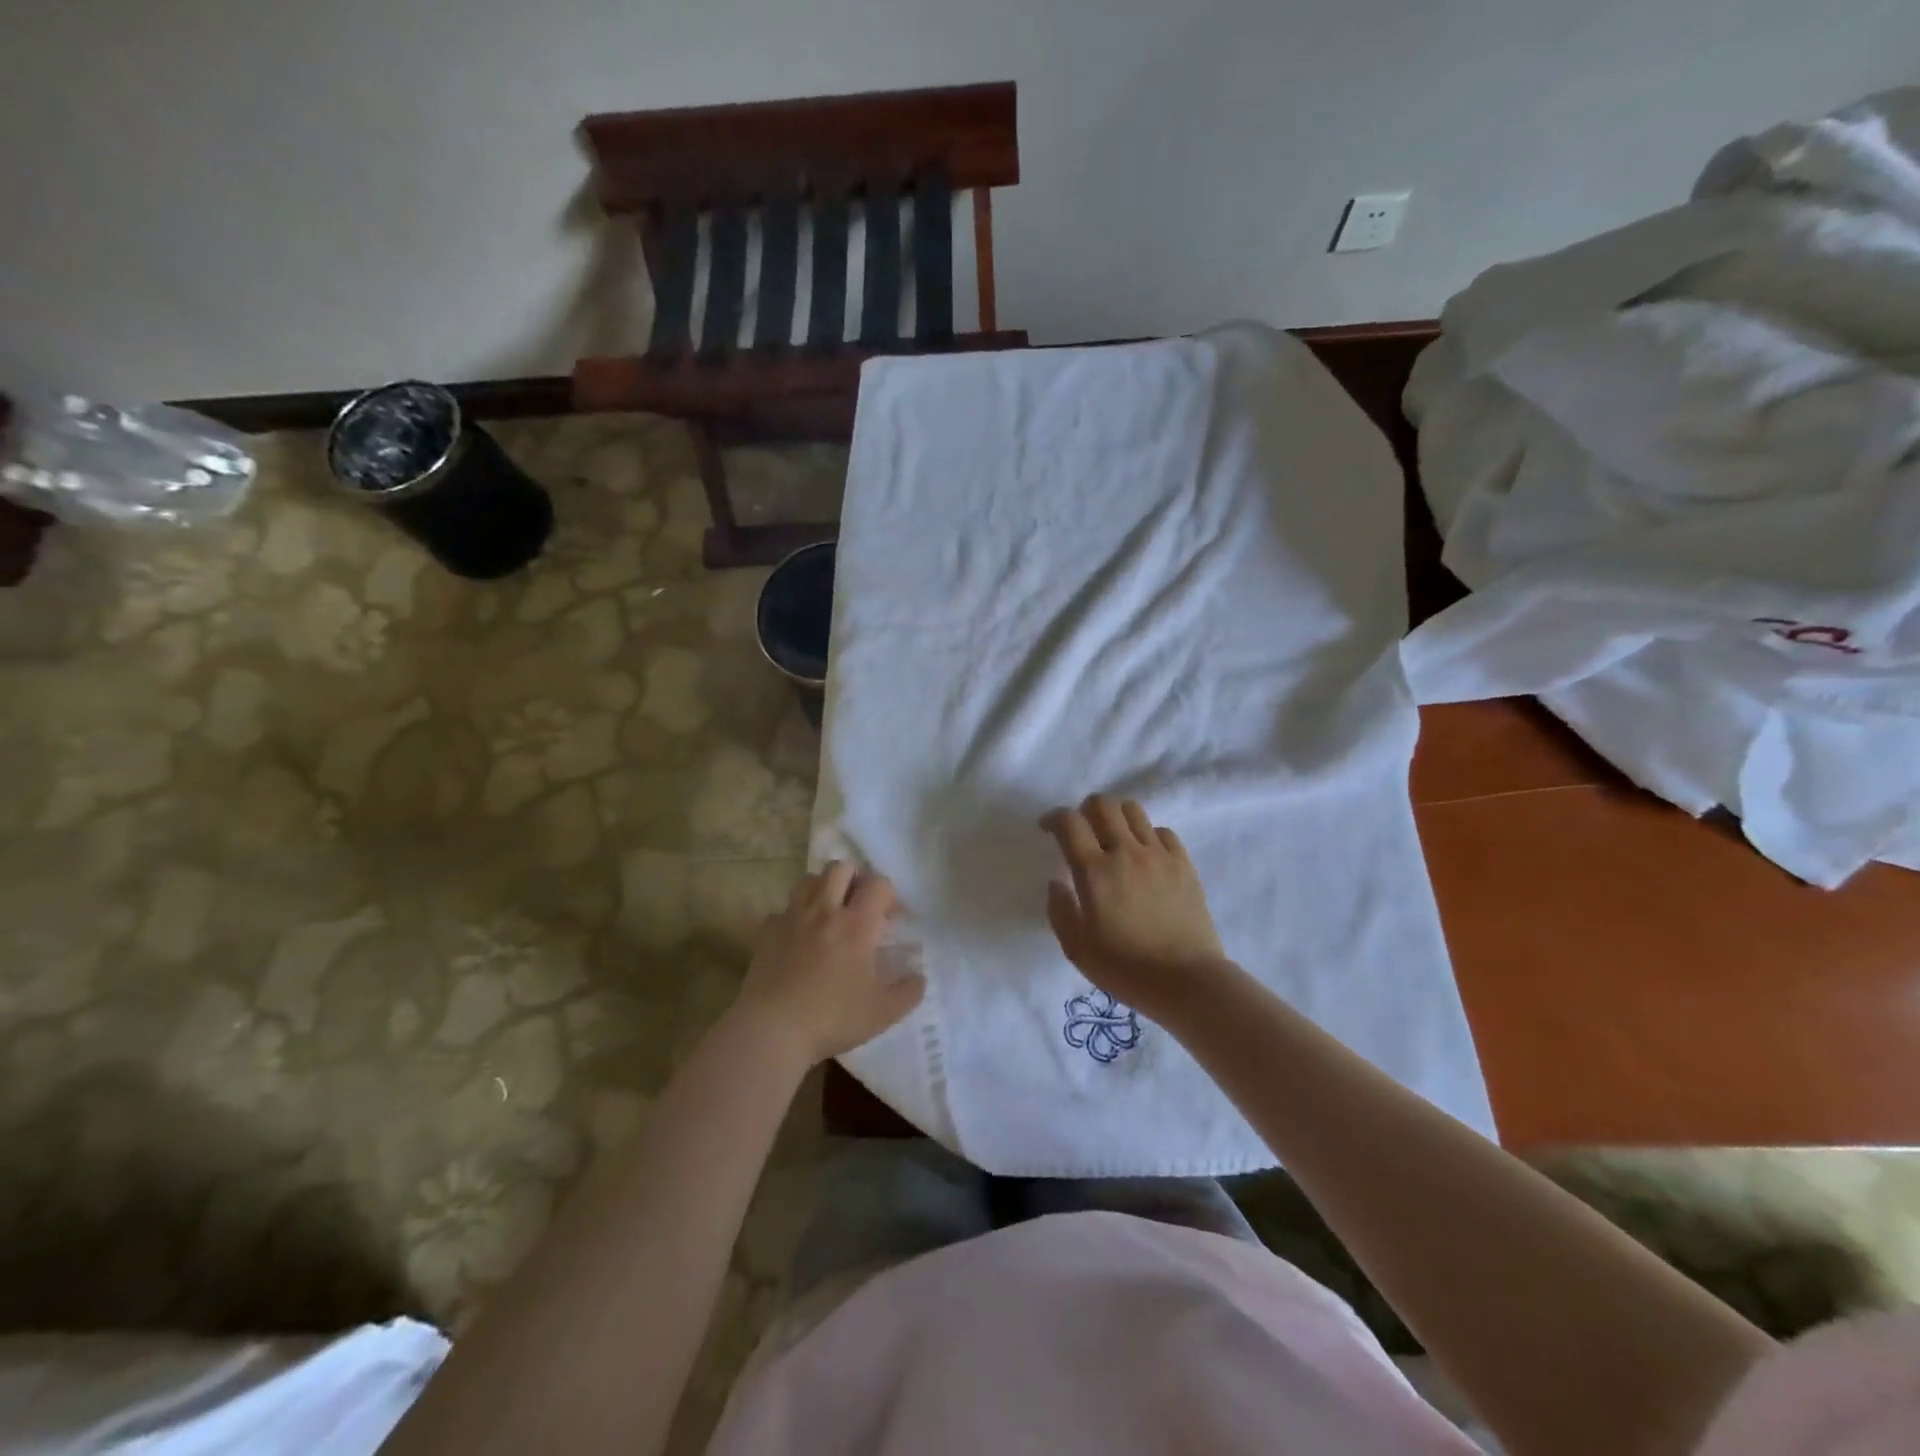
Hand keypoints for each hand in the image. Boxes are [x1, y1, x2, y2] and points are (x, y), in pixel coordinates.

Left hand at [733, 862, 924, 1067]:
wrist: (772, 1031)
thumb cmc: (833, 1018)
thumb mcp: (884, 1012)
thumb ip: (909, 991)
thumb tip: (919, 975)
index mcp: (857, 924)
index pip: (878, 884)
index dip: (890, 895)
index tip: (893, 917)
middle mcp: (824, 910)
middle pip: (840, 867)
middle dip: (855, 878)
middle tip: (860, 904)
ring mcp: (792, 917)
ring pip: (809, 879)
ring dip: (824, 888)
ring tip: (830, 912)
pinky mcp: (767, 931)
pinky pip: (784, 909)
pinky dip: (795, 915)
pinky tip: (799, 937)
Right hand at [1040, 796, 1230, 1022]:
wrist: (1187, 981)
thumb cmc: (1126, 969)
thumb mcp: (1077, 949)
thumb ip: (1060, 911)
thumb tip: (1056, 883)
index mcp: (1095, 871)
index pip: (1069, 822)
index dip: (1053, 818)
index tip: (1048, 829)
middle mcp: (1126, 852)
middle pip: (1103, 804)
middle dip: (1085, 810)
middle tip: (1082, 831)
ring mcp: (1159, 855)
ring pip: (1133, 810)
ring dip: (1116, 816)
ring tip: (1113, 837)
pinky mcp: (1184, 864)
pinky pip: (1163, 831)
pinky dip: (1147, 835)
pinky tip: (1145, 855)